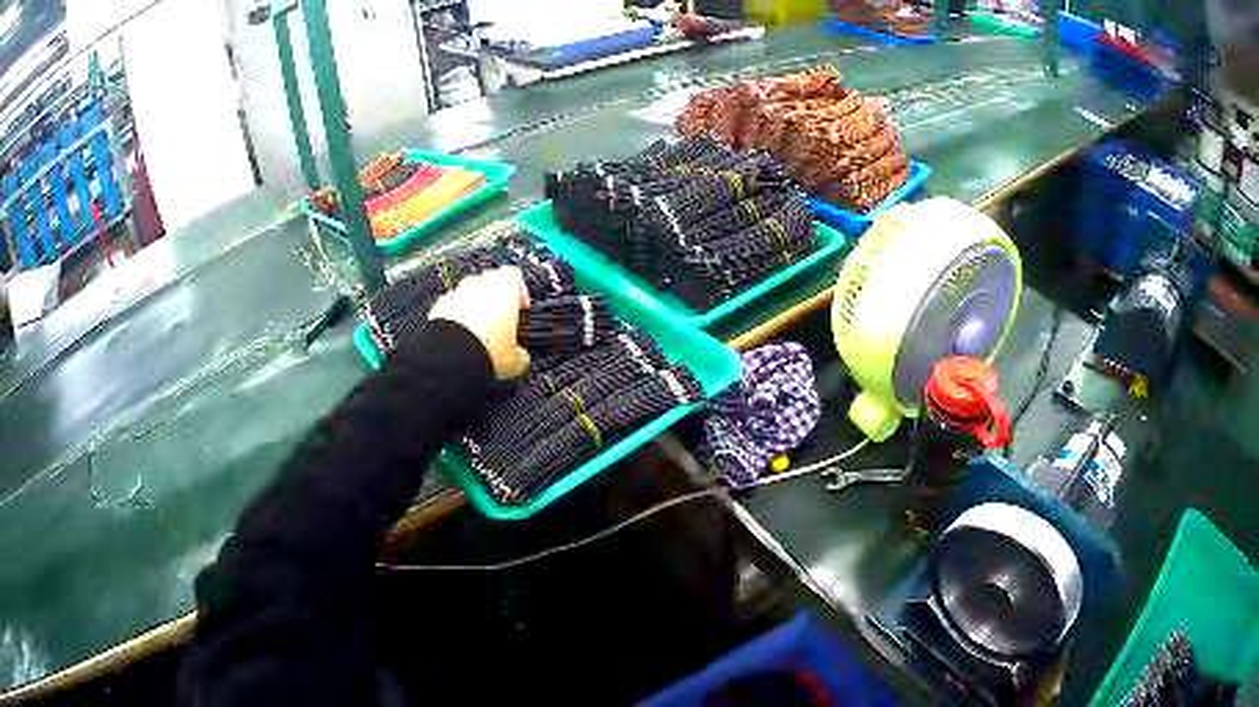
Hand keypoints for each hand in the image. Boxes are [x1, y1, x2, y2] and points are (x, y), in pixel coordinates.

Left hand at [428, 267, 530, 379]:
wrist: (450, 357)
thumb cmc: (484, 349)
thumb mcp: (516, 358)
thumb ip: (522, 351)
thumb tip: (521, 357)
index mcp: (504, 287)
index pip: (516, 275)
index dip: (520, 292)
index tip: (521, 309)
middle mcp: (480, 283)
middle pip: (491, 281)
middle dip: (495, 298)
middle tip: (500, 322)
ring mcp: (457, 292)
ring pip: (469, 292)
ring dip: (474, 307)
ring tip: (478, 332)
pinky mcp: (438, 305)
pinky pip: (451, 305)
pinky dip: (456, 317)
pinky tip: (461, 337)